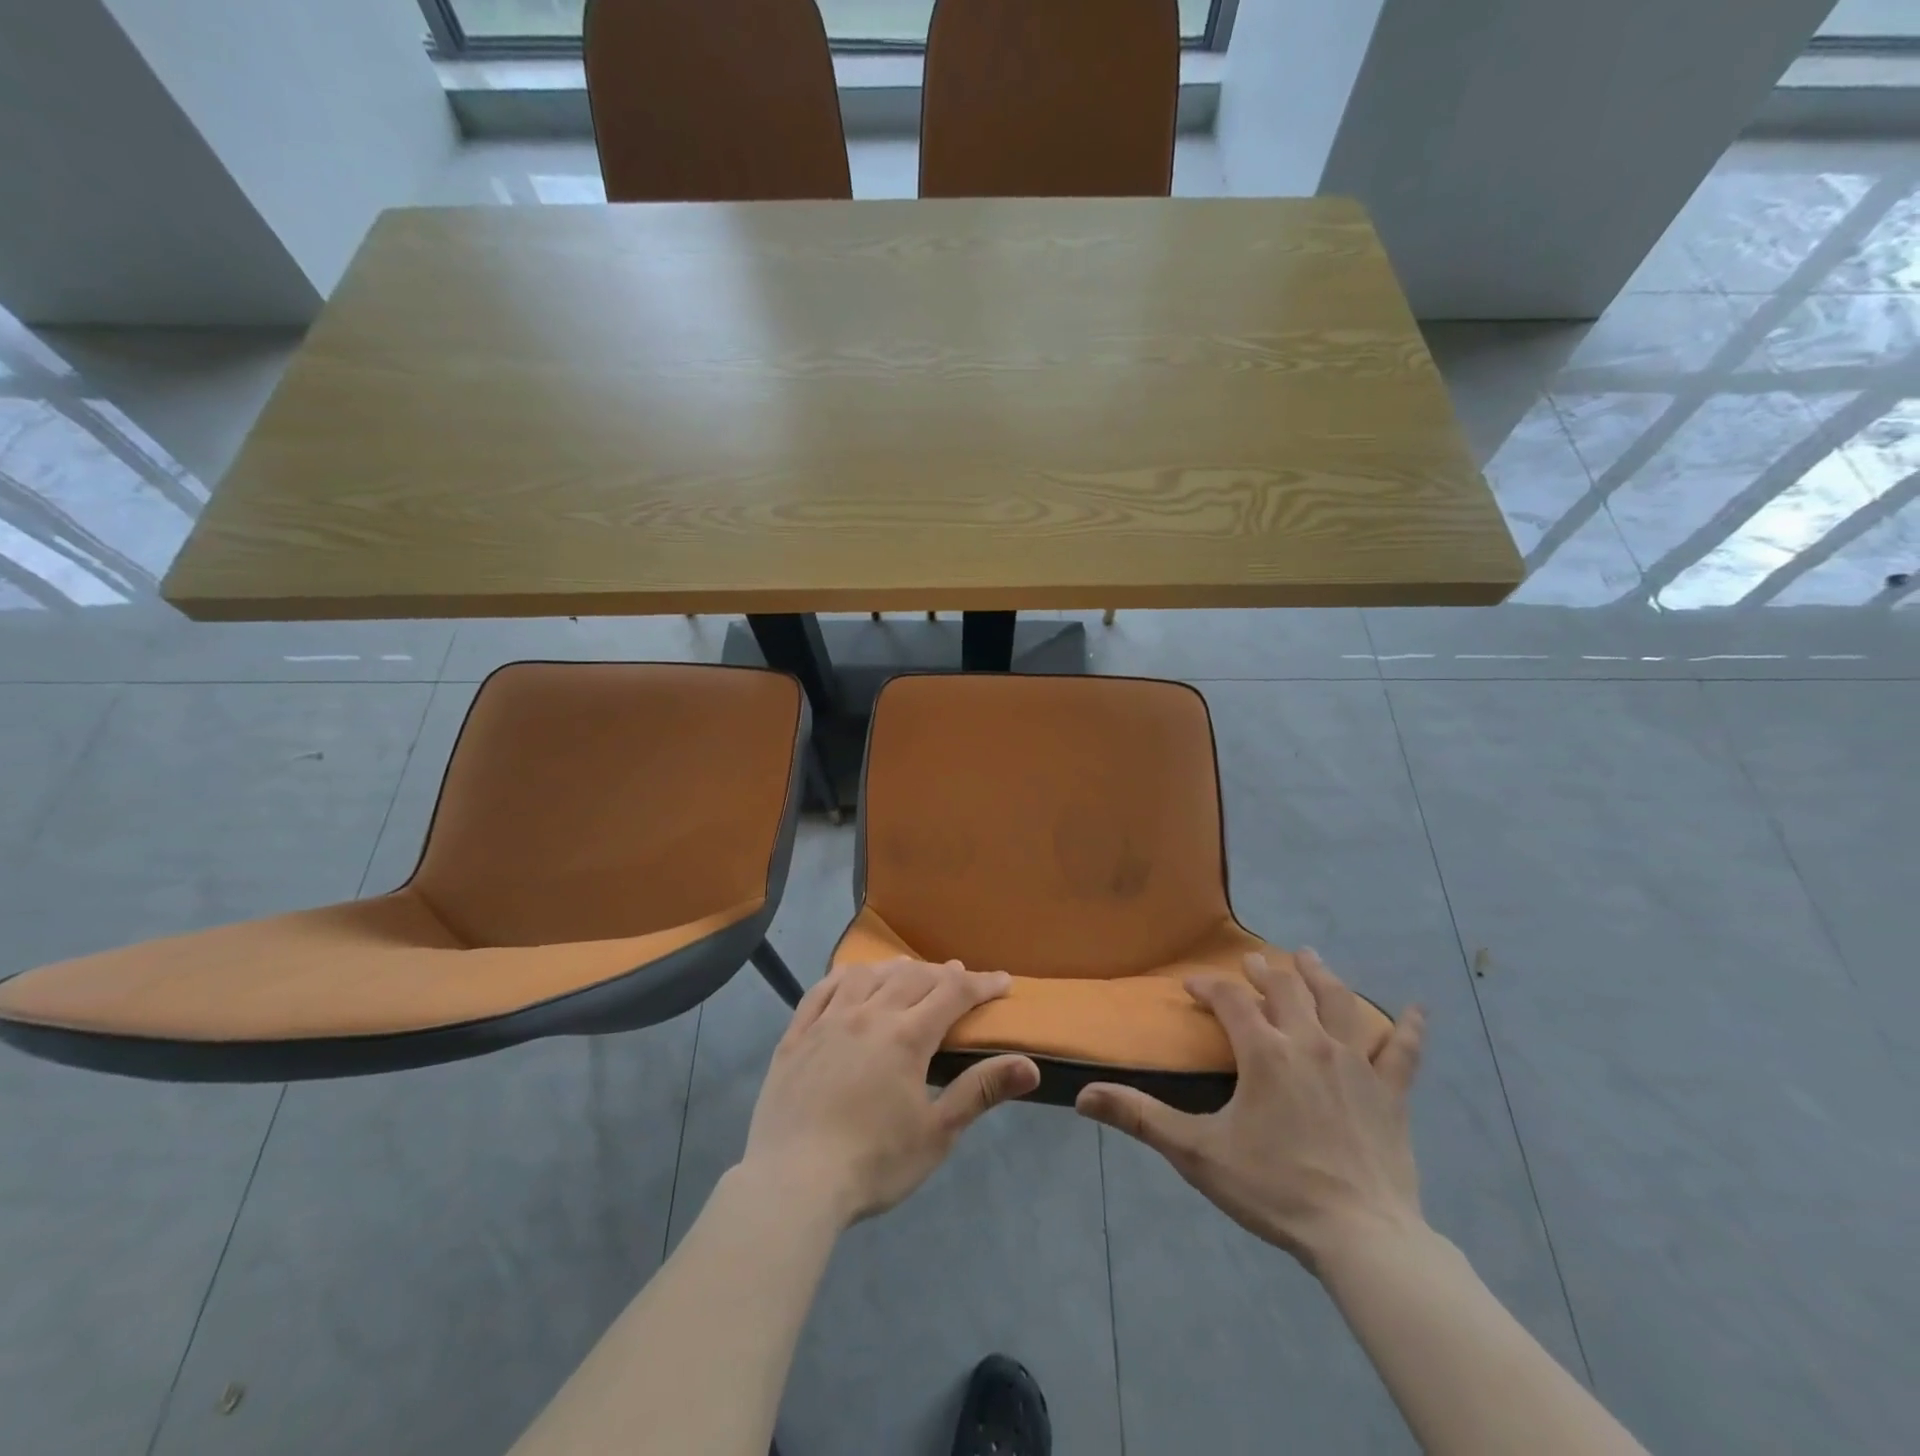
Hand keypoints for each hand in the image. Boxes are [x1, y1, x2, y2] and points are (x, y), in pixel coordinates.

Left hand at [740, 957, 1040, 1226]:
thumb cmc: (874, 1163)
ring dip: (895, 969)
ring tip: (909, 972)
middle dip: (942, 974)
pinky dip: (843, 977)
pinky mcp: (796, 1035)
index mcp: (906, 1036)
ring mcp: (827, 1021)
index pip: (953, 993)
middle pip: (912, 978)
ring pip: (867, 976)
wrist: (793, 1184)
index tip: (1003, 981)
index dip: (982, 984)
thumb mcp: (937, 1134)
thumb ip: (980, 1091)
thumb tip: (1029, 1065)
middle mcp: (868, 1015)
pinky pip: (821, 990)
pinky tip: (850, 979)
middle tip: (960, 978)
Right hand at [1076, 949, 1425, 1272]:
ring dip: (1321, 976)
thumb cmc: (1274, 1189)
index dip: (1209, 988)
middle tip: (1251, 963)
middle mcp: (1310, 1044)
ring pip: (1340, 1003)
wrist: (1361, 1236)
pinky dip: (1409, 1029)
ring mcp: (1356, 1065)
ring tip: (1310, 957)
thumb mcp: (1198, 1153)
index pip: (1231, 1001)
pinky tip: (1419, 1011)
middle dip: (1264, 972)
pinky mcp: (1391, 1093)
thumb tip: (1082, 1097)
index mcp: (1265, 1052)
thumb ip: (1140, 1118)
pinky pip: (1403, 1052)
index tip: (1193, 986)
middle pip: (1286, 990)